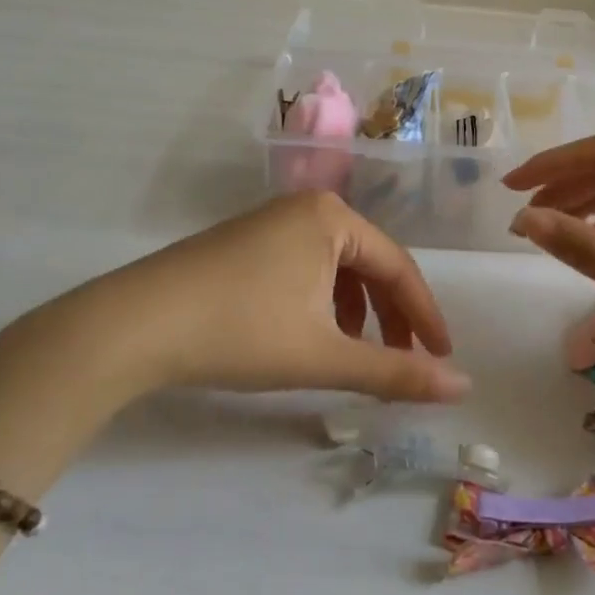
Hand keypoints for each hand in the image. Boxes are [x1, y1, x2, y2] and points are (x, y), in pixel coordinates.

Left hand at [18, 192, 470, 404]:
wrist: (132, 325)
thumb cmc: (240, 331)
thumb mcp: (324, 355)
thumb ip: (395, 372)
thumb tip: (462, 386)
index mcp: (332, 218)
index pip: (399, 267)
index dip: (425, 316)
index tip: (442, 357)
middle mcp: (305, 208)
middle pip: (368, 264)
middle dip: (389, 316)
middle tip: (402, 360)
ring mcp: (270, 222)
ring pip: (335, 267)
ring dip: (356, 311)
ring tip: (354, 353)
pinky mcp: (244, 242)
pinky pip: (304, 267)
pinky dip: (321, 302)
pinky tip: (310, 334)